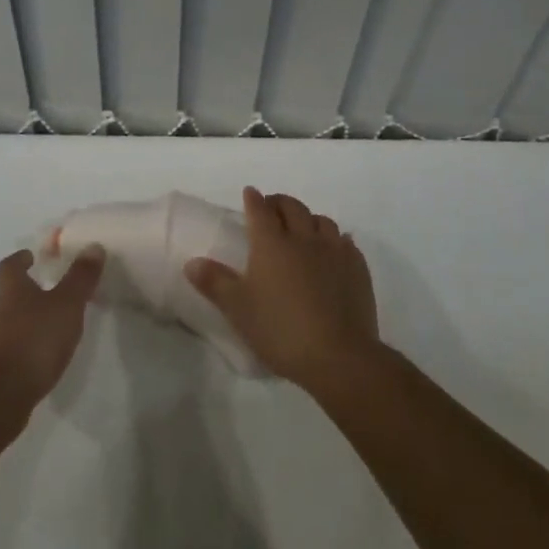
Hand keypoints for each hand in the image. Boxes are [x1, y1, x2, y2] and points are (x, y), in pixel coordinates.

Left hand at [0, 245, 104, 413]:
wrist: (0, 395)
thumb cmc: (35, 340)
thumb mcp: (67, 305)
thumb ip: (80, 278)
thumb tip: (93, 246)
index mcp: (12, 291)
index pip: (9, 266)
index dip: (19, 259)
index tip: (30, 256)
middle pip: (8, 295)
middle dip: (27, 291)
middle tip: (50, 291)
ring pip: (9, 323)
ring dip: (27, 321)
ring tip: (51, 326)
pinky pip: (10, 350)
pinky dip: (24, 347)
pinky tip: (41, 358)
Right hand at [185, 187, 379, 392]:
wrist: (338, 355)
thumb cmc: (280, 330)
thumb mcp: (238, 309)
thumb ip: (214, 282)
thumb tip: (191, 262)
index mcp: (271, 243)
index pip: (260, 210)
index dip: (253, 200)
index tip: (250, 193)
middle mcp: (303, 238)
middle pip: (292, 207)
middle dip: (280, 202)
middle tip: (272, 208)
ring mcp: (334, 251)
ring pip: (322, 221)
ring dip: (309, 218)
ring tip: (303, 228)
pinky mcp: (357, 269)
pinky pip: (346, 242)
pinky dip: (336, 240)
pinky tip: (335, 249)